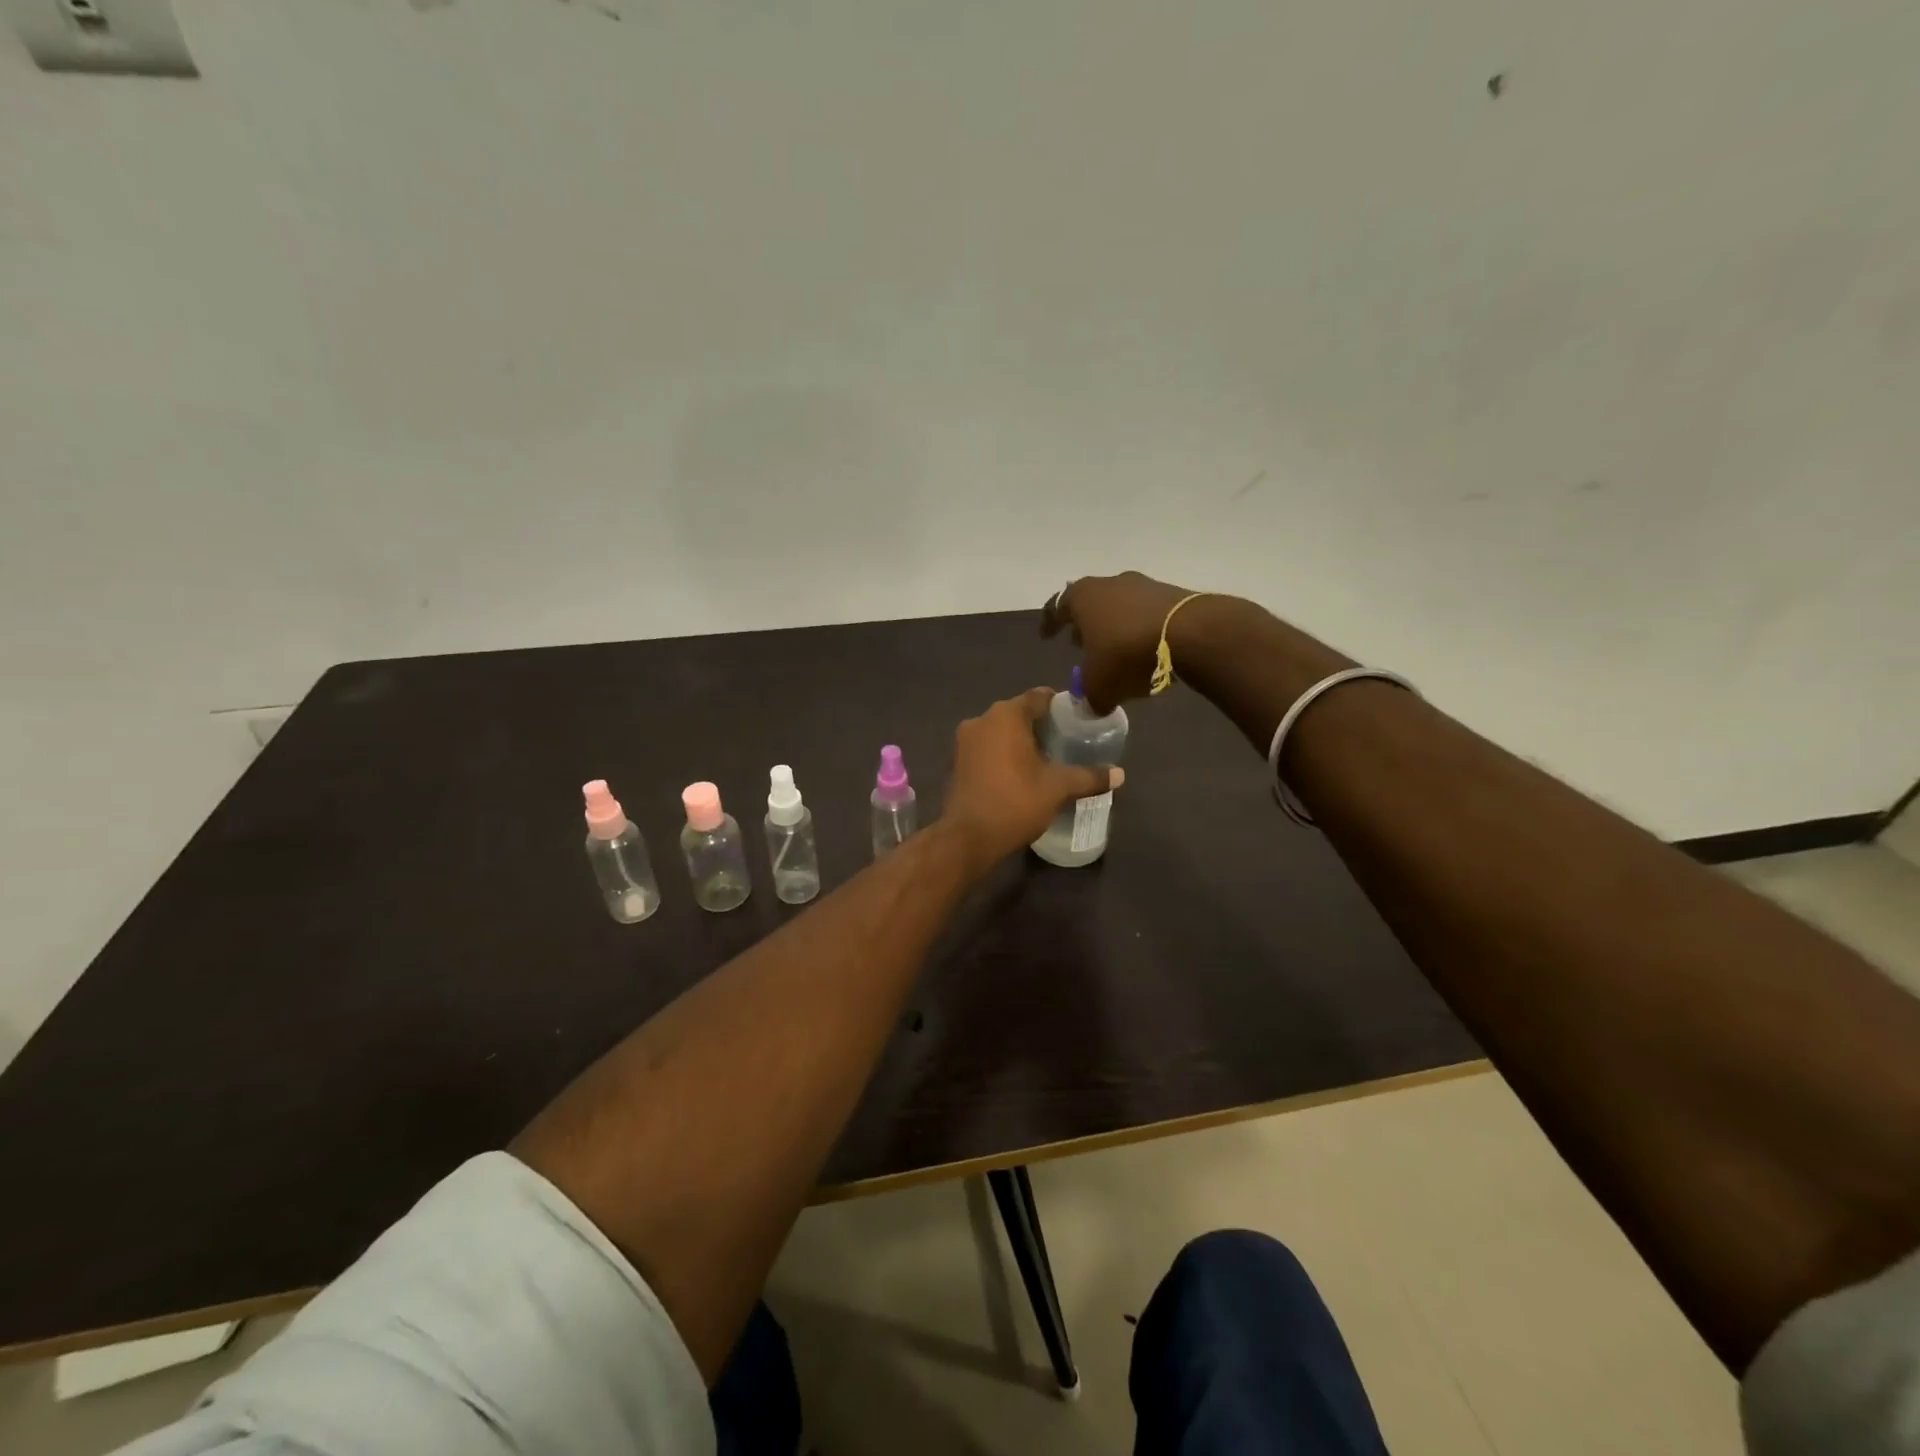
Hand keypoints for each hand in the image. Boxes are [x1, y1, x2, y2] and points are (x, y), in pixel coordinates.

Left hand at [942, 688, 1123, 868]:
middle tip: (1067, 743)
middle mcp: (982, 719)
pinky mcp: (956, 761)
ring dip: (1021, 741)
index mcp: (1006, 715)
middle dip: (1042, 726)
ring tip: (1046, 760)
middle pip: (1019, 713)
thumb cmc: (1015, 802)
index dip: (1061, 707)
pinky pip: (986, 748)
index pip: (1039, 697)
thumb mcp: (1058, 788)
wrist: (967, 837)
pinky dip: (1002, 754)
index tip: (1078, 721)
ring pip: (1000, 731)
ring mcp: (964, 741)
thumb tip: (1120, 774)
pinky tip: (1020, 774)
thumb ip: (1089, 777)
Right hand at [1042, 571, 1222, 712]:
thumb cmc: (1128, 654)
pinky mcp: (1173, 594)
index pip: (1056, 606)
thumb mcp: (1099, 686)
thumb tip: (1091, 706)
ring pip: (1119, 606)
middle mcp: (1110, 583)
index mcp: (1082, 597)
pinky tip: (1144, 650)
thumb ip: (1089, 697)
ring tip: (1114, 650)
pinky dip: (1139, 629)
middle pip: (1090, 602)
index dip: (1049, 623)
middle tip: (1080, 644)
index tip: (1046, 637)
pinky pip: (1146, 613)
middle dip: (1084, 624)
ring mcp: (1144, 585)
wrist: (1192, 634)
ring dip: (1113, 627)